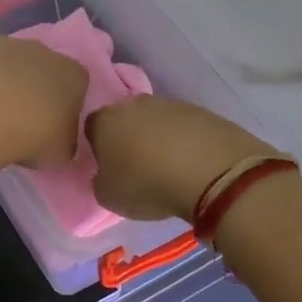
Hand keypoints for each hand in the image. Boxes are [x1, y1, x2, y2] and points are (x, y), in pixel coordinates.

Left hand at [0, 36, 88, 169]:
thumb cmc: (32, 137)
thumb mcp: (61, 153)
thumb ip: (64, 141)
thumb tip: (58, 139)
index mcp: (73, 74)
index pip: (75, 86)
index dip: (63, 105)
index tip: (50, 126)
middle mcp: (43, 51)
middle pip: (42, 68)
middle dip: (32, 88)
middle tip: (18, 119)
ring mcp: (5, 44)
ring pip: (7, 62)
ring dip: (1, 81)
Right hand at [88, 96, 277, 221]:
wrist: (211, 170)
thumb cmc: (148, 184)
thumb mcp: (109, 197)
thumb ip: (100, 181)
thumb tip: (106, 173)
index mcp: (105, 121)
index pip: (91, 128)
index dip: (97, 147)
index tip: (108, 166)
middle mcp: (133, 104)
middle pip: (124, 119)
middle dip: (128, 138)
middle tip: (137, 166)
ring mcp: (169, 104)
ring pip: (155, 120)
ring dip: (158, 138)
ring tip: (169, 167)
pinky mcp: (200, 110)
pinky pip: (183, 126)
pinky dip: (184, 141)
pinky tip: (192, 162)